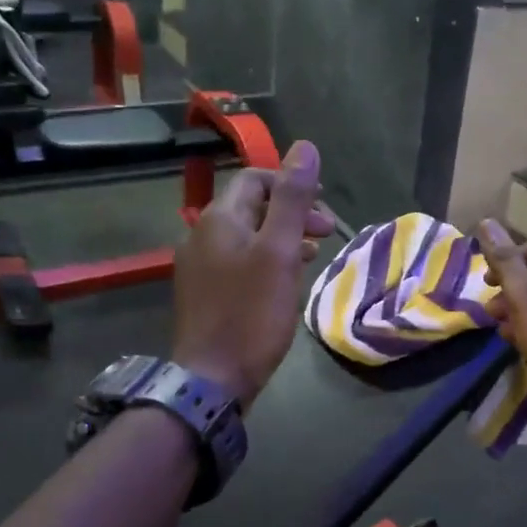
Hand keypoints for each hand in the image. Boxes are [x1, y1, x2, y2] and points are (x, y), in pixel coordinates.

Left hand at [172, 142, 333, 409]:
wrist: (211, 378)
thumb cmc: (251, 314)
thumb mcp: (278, 252)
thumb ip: (292, 199)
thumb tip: (305, 147)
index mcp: (218, 219)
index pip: (256, 179)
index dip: (291, 184)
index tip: (323, 206)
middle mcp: (202, 234)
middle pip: (251, 207)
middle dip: (290, 212)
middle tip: (326, 233)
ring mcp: (199, 266)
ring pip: (247, 236)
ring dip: (281, 237)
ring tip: (312, 254)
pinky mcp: (204, 293)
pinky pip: (239, 262)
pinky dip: (266, 260)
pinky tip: (285, 280)